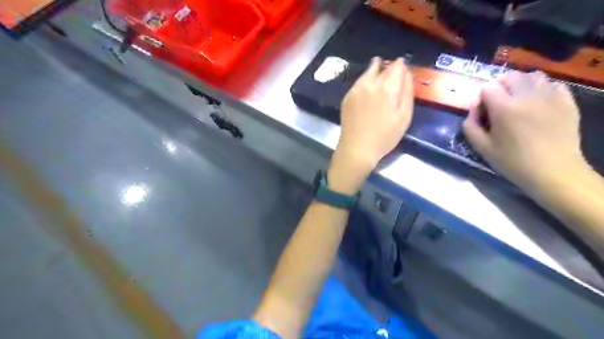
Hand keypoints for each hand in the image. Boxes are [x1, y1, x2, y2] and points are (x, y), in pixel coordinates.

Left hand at [326, 57, 415, 193]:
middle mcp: (370, 83)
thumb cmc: (384, 136)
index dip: (402, 65)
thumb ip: (407, 92)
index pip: (397, 66)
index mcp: (387, 87)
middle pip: (382, 67)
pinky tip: (368, 89)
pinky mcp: (347, 97)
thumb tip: (407, 73)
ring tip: (380, 74)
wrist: (357, 148)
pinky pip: (359, 82)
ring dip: (375, 70)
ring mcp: (356, 89)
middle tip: (393, 73)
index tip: (404, 68)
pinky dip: (365, 80)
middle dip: (389, 67)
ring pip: (368, 72)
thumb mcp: (404, 117)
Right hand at [463, 70, 587, 189]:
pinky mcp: (567, 102)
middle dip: (500, 86)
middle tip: (498, 104)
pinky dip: (542, 88)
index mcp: (504, 108)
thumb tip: (472, 111)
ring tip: (518, 100)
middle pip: (510, 77)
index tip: (483, 112)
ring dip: (521, 84)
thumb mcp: (482, 148)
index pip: (488, 88)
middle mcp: (527, 96)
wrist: (553, 171)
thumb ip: (470, 127)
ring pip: (533, 76)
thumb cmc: (513, 162)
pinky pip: (553, 84)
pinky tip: (538, 103)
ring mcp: (550, 97)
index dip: (482, 98)